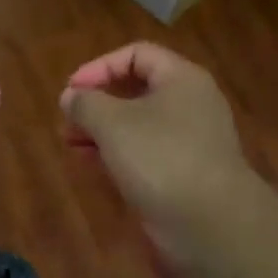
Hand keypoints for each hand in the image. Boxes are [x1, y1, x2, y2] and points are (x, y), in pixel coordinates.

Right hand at [59, 42, 254, 265]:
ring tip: (70, 143)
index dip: (99, 66)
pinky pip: (144, 153)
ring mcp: (188, 141)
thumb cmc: (161, 158)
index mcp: (181, 79)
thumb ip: (86, 103)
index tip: (71, 90)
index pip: (136, 55)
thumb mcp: (113, 123)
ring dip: (102, 130)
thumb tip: (71, 97)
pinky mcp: (182, 173)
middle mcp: (189, 104)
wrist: (210, 223)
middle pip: (136, 90)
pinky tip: (92, 164)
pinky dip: (117, 154)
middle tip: (67, 119)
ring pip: (138, 125)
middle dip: (97, 102)